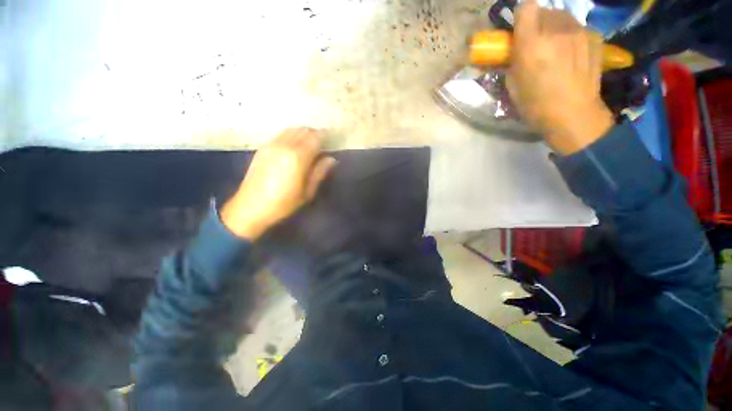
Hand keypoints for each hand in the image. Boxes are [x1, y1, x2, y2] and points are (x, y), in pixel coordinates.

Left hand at [221, 128, 335, 239]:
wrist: (250, 207)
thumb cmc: (283, 203)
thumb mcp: (307, 192)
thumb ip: (319, 172)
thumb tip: (331, 159)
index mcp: (298, 157)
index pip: (315, 137)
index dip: (326, 136)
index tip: (332, 141)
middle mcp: (284, 145)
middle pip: (304, 130)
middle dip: (315, 134)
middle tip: (323, 144)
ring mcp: (271, 145)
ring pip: (292, 129)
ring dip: (303, 133)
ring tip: (309, 145)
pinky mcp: (263, 148)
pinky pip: (281, 134)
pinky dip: (292, 136)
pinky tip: (294, 147)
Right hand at [508, 0, 614, 154]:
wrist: (574, 116)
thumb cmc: (536, 106)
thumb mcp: (512, 87)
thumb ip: (510, 62)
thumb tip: (509, 51)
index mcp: (531, 45)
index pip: (526, 7)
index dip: (521, 15)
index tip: (519, 29)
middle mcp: (556, 30)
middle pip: (545, 10)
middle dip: (537, 22)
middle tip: (536, 41)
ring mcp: (580, 32)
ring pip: (563, 16)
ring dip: (555, 27)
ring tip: (556, 48)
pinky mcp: (595, 37)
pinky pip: (578, 27)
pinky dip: (571, 35)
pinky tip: (572, 54)